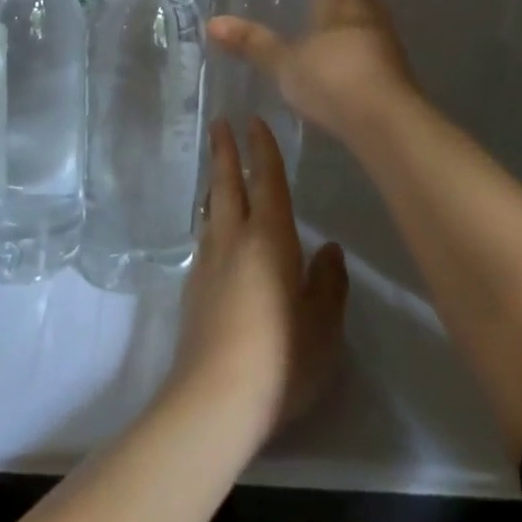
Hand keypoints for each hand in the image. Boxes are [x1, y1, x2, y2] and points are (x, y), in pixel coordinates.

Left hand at [167, 119, 347, 445]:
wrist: (214, 399)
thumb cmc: (281, 359)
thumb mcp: (322, 324)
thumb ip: (328, 283)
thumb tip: (328, 248)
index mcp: (269, 240)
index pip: (267, 183)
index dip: (262, 150)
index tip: (253, 121)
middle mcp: (233, 242)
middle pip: (227, 186)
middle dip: (225, 152)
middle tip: (218, 123)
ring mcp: (207, 266)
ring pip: (210, 211)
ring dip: (214, 185)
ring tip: (216, 172)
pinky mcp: (193, 292)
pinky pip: (203, 240)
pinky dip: (209, 221)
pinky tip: (214, 235)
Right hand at [208, 0, 416, 139]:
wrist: (388, 124)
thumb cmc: (333, 80)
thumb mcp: (284, 62)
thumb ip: (251, 41)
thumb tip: (212, 23)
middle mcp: (366, 5)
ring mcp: (382, 33)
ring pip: (354, 10)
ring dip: (333, 11)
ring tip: (304, 17)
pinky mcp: (389, 60)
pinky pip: (362, 34)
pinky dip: (343, 35)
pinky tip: (326, 50)